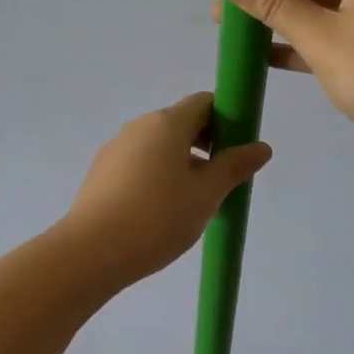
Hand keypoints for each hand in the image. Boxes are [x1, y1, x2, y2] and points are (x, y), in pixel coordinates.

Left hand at [62, 93, 272, 282]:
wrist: (91, 251)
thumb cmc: (157, 218)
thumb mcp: (206, 195)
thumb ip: (234, 167)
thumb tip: (261, 147)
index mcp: (167, 123)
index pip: (204, 103)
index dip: (227, 120)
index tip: (237, 150)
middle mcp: (139, 126)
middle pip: (180, 122)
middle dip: (206, 144)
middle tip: (221, 181)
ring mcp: (116, 147)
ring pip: (158, 145)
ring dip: (181, 162)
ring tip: (192, 202)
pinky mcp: (101, 171)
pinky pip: (138, 162)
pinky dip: (156, 174)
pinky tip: (160, 211)